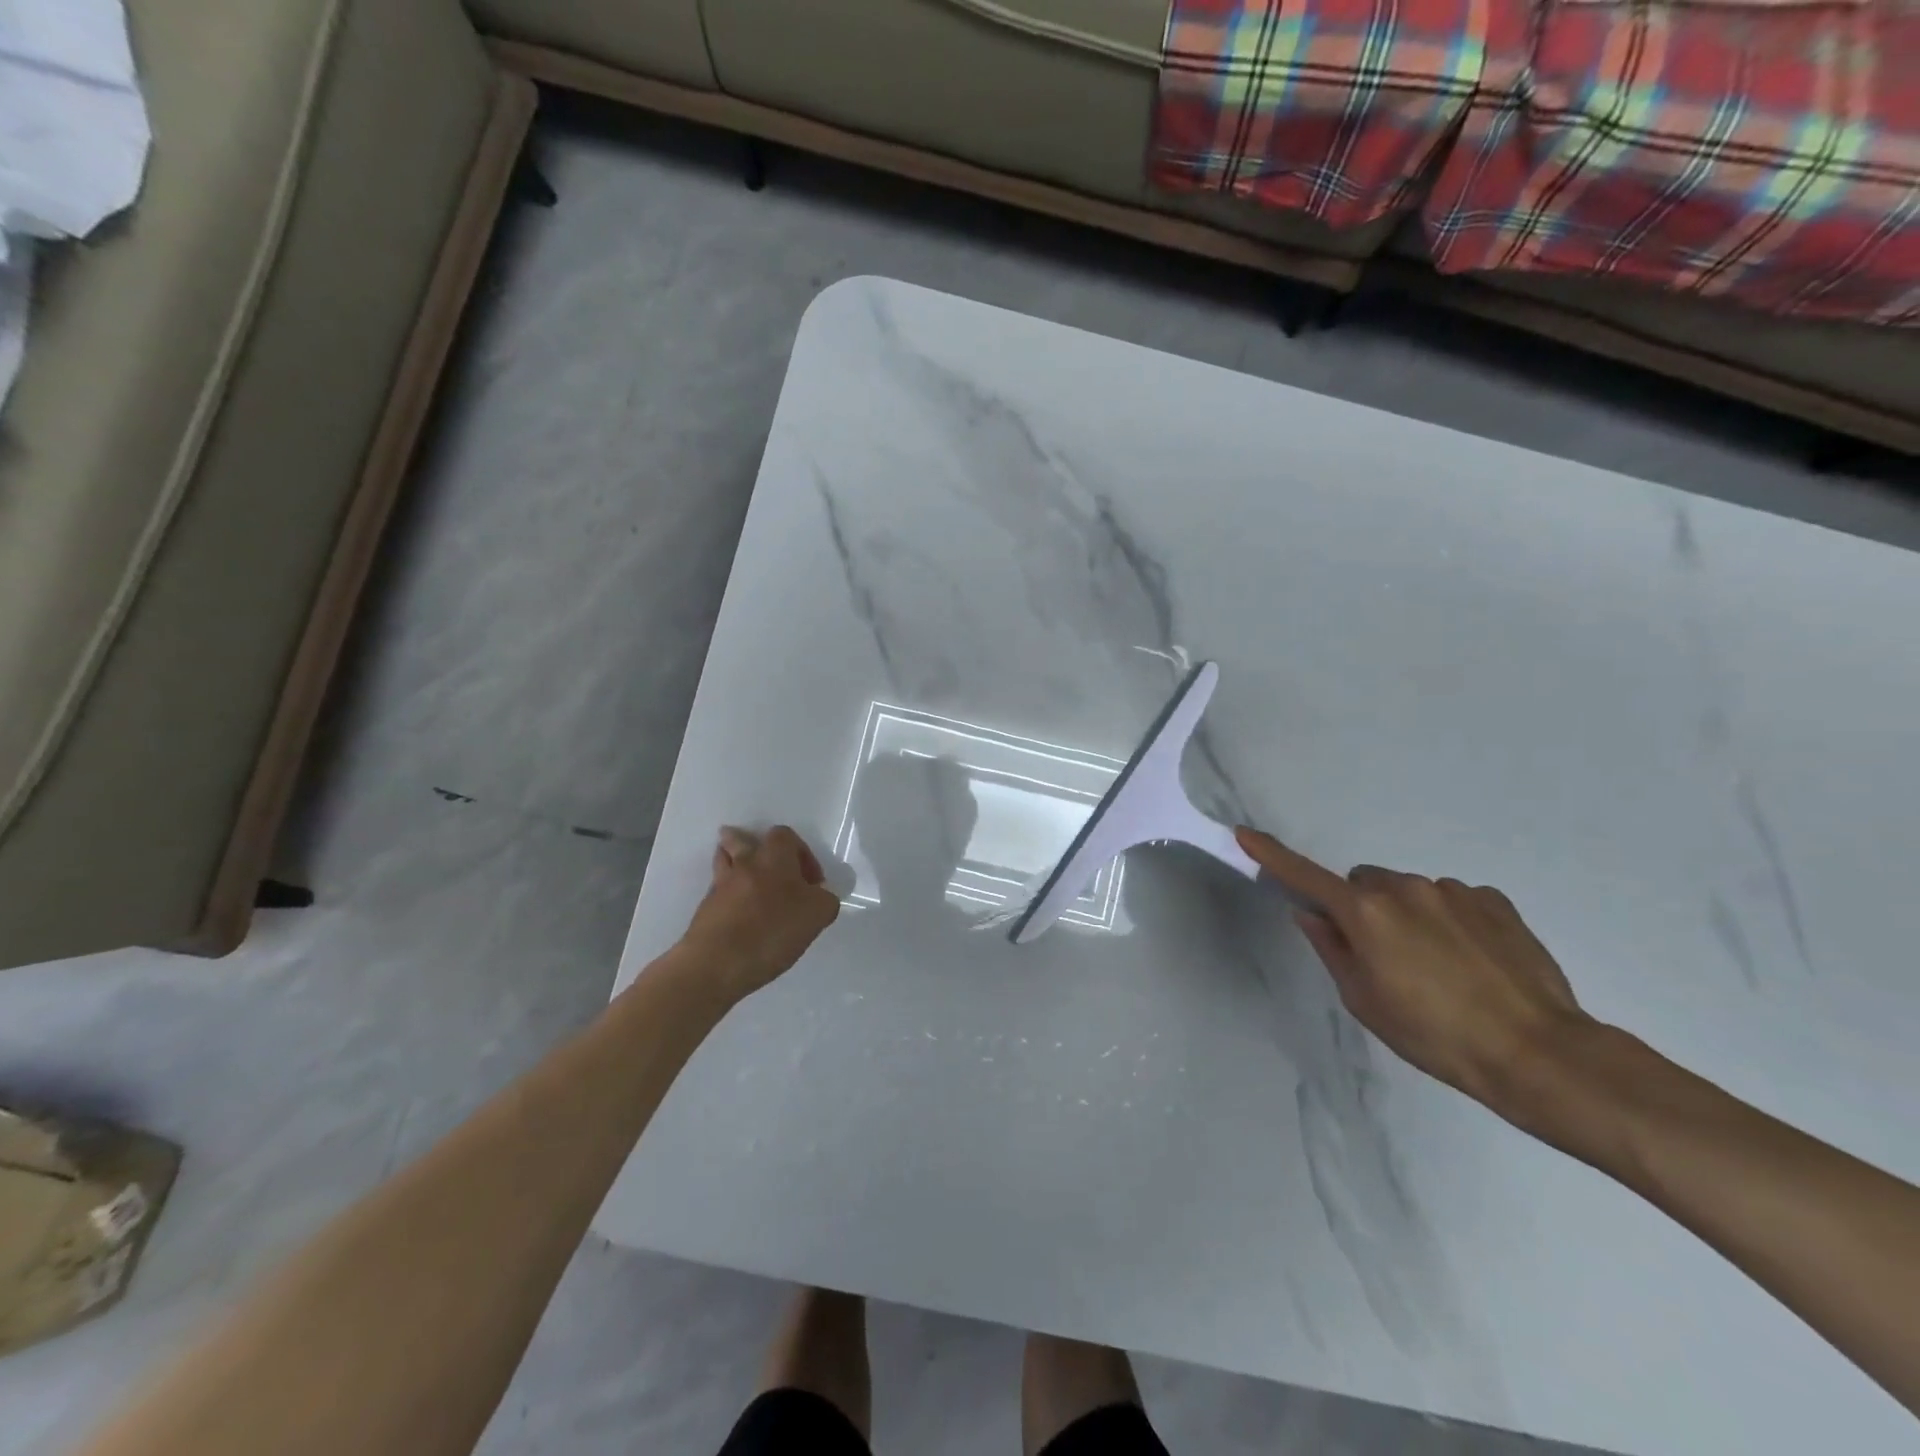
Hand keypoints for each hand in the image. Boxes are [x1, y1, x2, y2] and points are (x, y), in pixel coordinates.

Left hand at [683, 826, 840, 1000]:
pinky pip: (717, 890)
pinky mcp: (705, 909)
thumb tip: (817, 896)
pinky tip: (740, 912)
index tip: (811, 882)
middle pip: (741, 839)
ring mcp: (720, 886)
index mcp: (774, 858)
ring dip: (734, 863)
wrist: (717, 963)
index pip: (785, 836)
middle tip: (771, 868)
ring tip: (748, 878)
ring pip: (724, 860)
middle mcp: (745, 864)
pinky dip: (727, 894)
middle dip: (753, 846)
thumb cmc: (773, 931)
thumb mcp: (819, 914)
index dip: (802, 853)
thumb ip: (824, 899)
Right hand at [1235, 827, 1593, 1116]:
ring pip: (1409, 891)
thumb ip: (1331, 949)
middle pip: (1363, 882)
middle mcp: (1405, 887)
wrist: (1537, 1053)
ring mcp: (1453, 889)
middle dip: (1361, 907)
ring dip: (1407, 915)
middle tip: (1381, 955)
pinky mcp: (1494, 900)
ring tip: (1438, 967)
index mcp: (1365, 912)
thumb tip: (1310, 914)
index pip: (1305, 876)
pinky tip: (1472, 960)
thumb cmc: (1434, 1035)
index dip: (1271, 855)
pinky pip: (1453, 899)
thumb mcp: (1365, 1001)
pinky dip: (1449, 920)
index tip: (1245, 833)